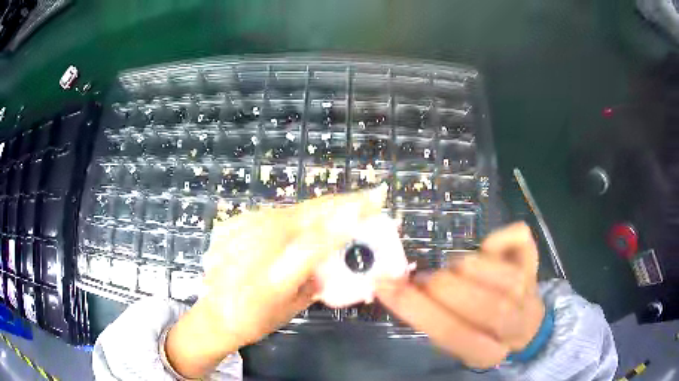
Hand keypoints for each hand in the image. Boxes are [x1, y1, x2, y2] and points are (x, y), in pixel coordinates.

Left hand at [165, 188, 385, 377]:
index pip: (314, 243)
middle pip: (305, 216)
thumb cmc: (255, 319)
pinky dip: (294, 216)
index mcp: (273, 279)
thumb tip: (335, 257)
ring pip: (291, 211)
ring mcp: (241, 232)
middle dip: (341, 204)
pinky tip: (304, 221)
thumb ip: (315, 281)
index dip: (343, 222)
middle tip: (369, 196)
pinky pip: (271, 215)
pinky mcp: (232, 224)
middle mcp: (255, 249)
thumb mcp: (292, 308)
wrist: (213, 313)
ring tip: (344, 206)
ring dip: (321, 208)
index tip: (371, 204)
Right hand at [375, 222, 544, 368]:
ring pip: (504, 274)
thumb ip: (431, 318)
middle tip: (424, 279)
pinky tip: (488, 248)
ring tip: (453, 270)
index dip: (417, 308)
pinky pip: (520, 240)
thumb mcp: (454, 340)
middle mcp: (516, 325)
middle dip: (445, 287)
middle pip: (487, 306)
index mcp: (488, 353)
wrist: (523, 324)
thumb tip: (395, 285)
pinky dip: (500, 237)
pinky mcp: (535, 263)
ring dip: (467, 266)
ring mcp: (531, 291)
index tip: (385, 285)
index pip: (454, 334)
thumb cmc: (479, 334)